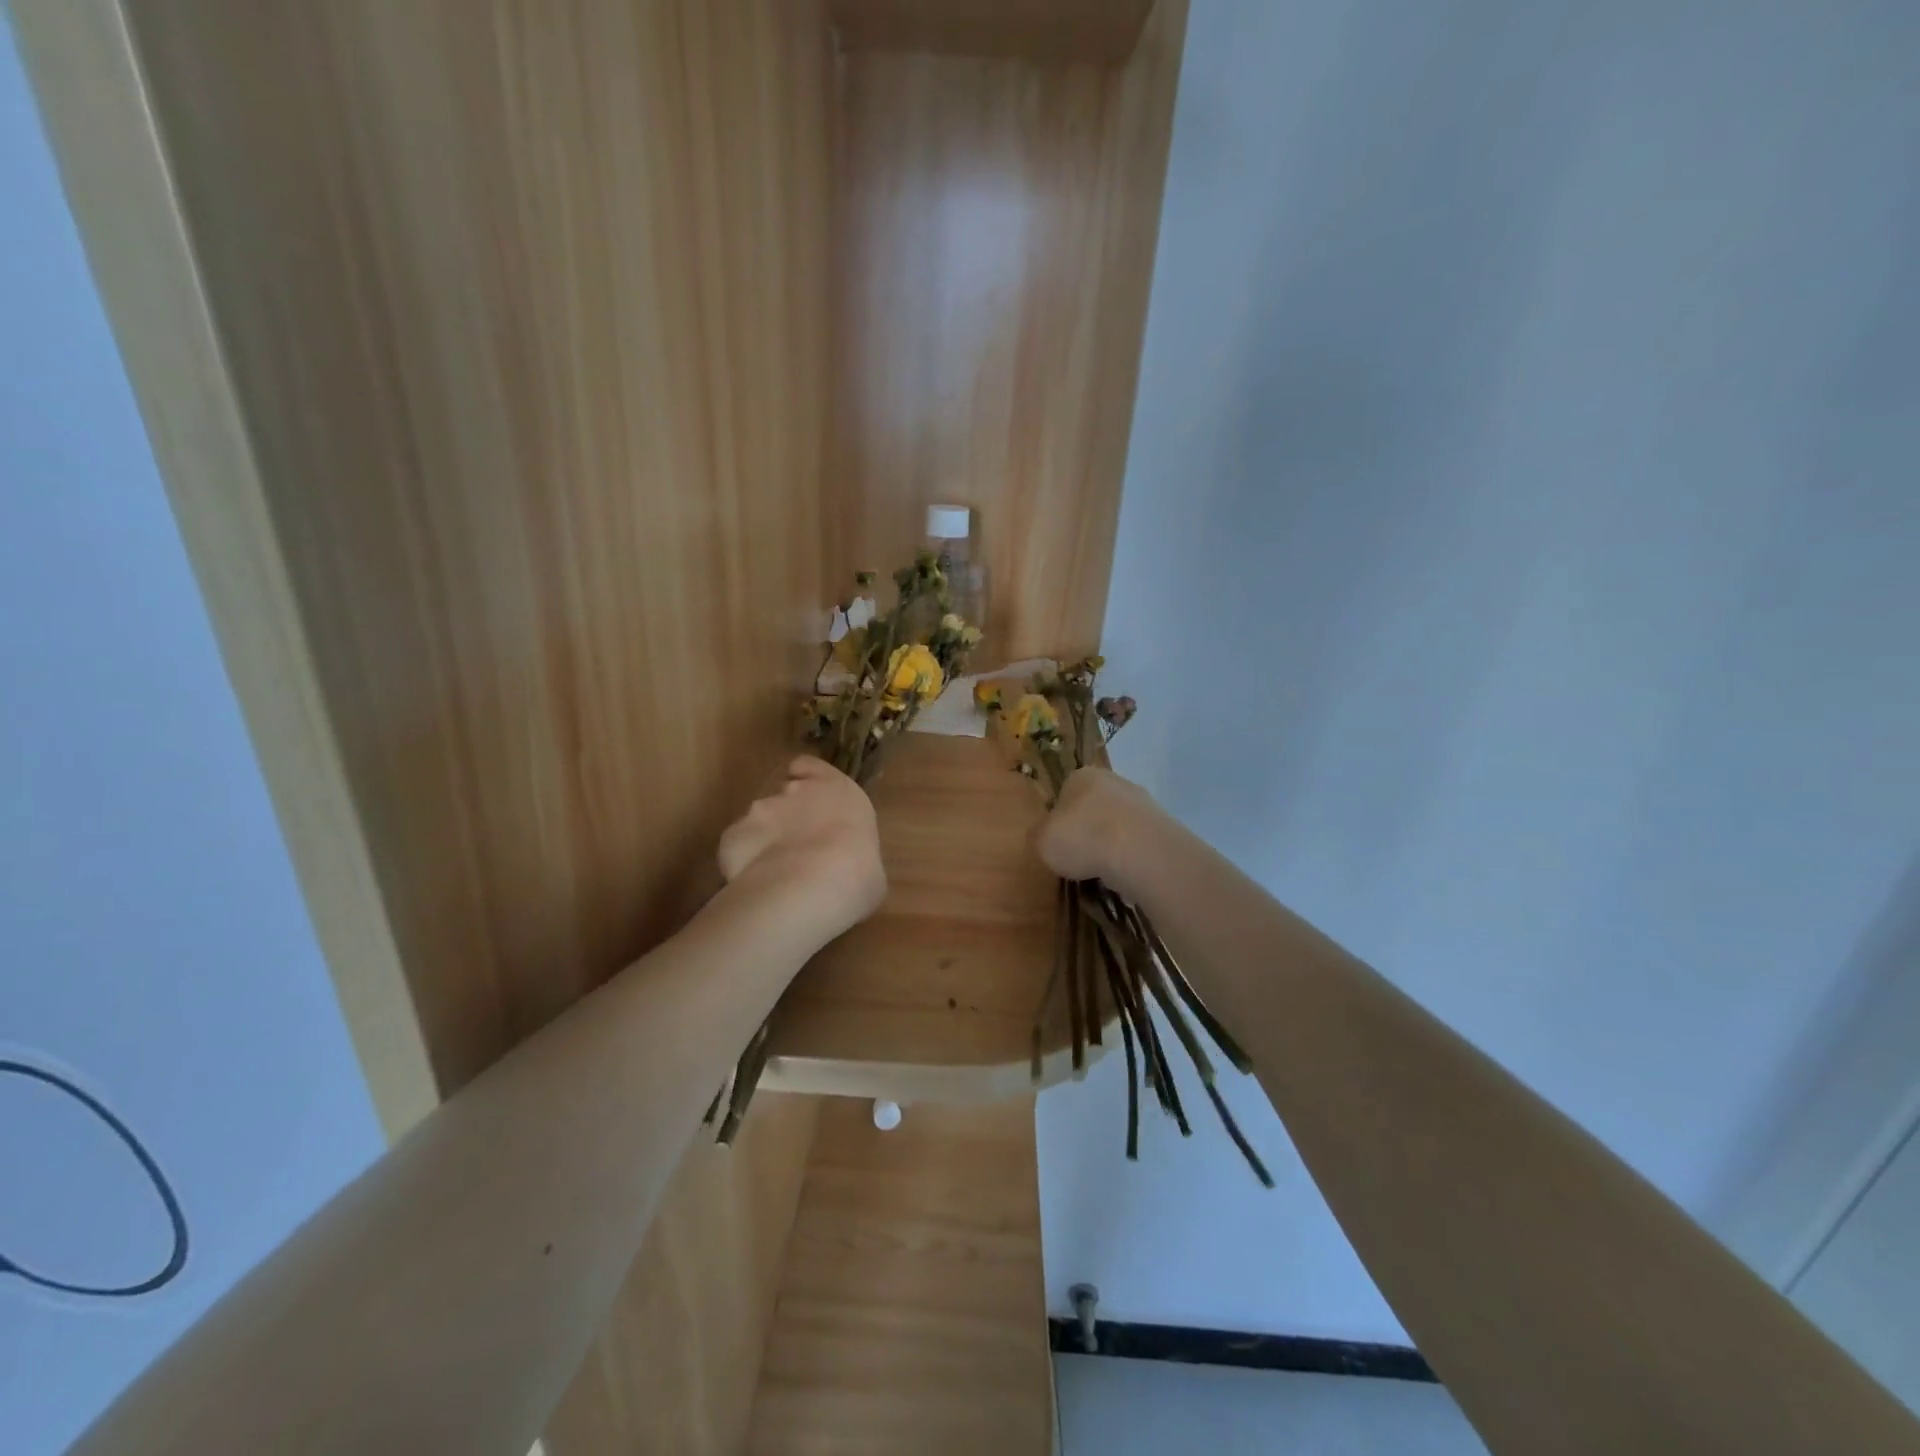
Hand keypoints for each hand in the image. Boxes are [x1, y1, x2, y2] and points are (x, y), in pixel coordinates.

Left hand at [718, 757, 885, 940]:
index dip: (806, 780)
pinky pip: (738, 846)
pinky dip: (744, 861)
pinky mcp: (733, 834)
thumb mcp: (870, 864)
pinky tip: (756, 884)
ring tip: (775, 874)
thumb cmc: (859, 873)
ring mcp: (760, 809)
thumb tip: (848, 869)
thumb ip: (852, 854)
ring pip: (758, 820)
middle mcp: (796, 790)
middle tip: (797, 849)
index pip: (809, 766)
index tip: (809, 801)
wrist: (813, 886)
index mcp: (837, 790)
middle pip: (784, 793)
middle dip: (787, 815)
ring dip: (765, 839)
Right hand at [1032, 766, 1161, 891]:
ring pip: (1118, 826)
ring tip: (1103, 873)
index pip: (1064, 793)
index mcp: (1081, 776)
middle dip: (1087, 832)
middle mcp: (1114, 780)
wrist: (1141, 852)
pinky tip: (1125, 876)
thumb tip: (1044, 837)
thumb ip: (1039, 836)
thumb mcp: (1041, 841)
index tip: (1058, 843)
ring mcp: (1143, 802)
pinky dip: (1131, 858)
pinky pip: (1138, 843)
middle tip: (1079, 859)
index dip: (1059, 820)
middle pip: (1094, 808)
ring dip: (1111, 846)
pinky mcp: (1164, 826)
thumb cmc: (1082, 838)